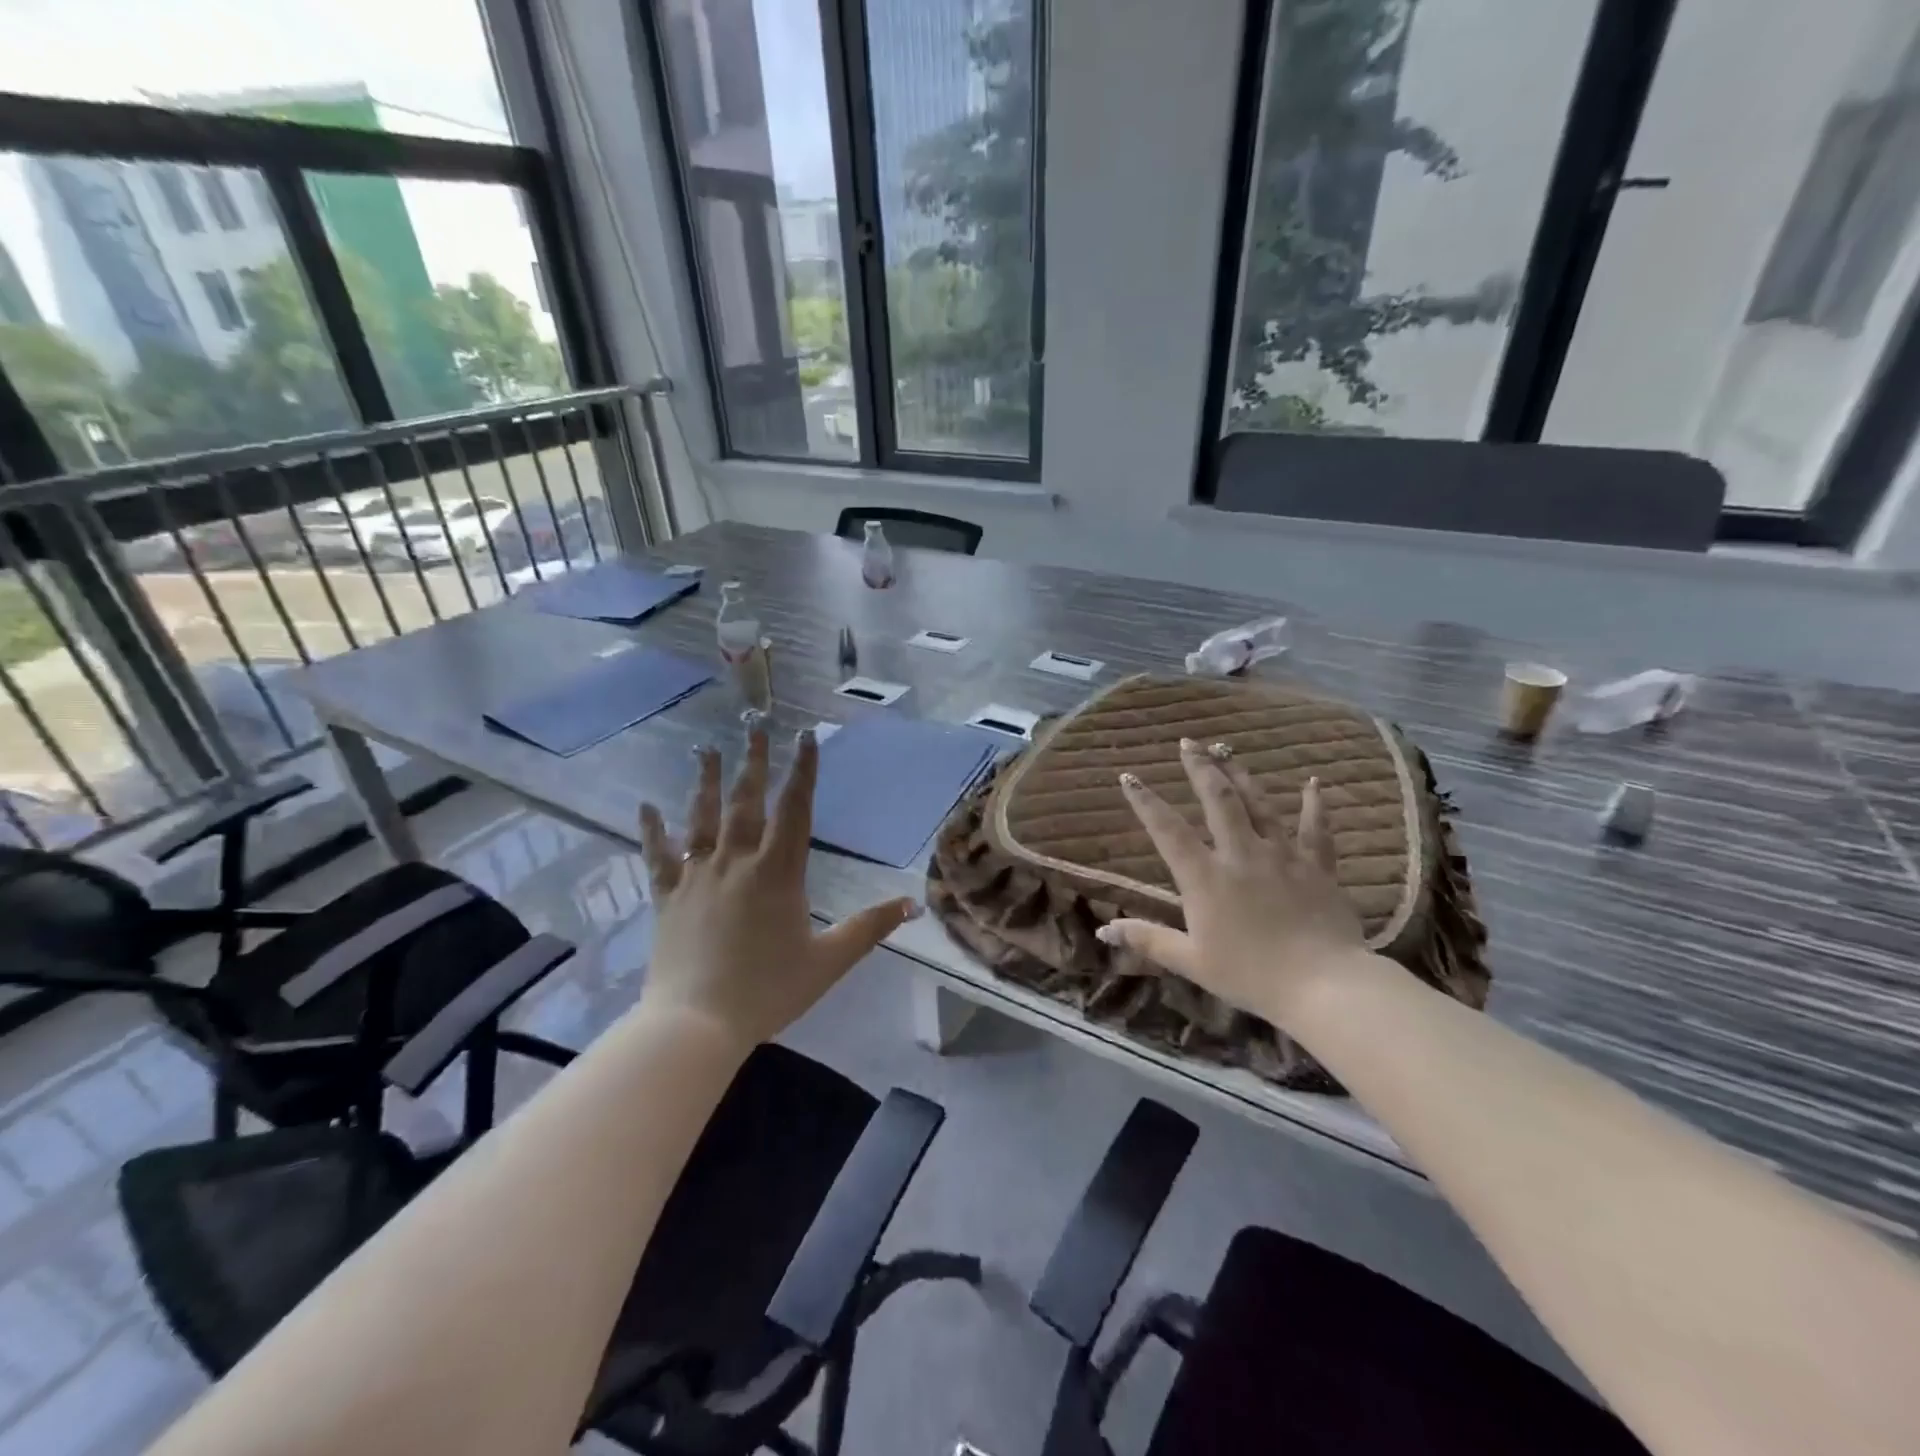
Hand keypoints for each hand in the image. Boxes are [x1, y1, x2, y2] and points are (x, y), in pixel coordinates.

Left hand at [636, 726, 920, 1047]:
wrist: (696, 1024)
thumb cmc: (767, 991)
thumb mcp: (829, 961)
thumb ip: (870, 928)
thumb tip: (912, 904)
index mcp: (778, 873)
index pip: (795, 810)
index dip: (803, 770)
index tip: (805, 737)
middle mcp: (736, 862)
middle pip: (746, 802)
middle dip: (754, 761)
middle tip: (755, 724)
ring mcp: (697, 877)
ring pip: (701, 818)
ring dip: (705, 781)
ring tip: (706, 749)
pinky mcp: (667, 897)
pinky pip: (658, 857)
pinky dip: (652, 831)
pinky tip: (646, 807)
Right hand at [1096, 738, 1371, 1028]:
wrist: (1324, 987)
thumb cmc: (1251, 976)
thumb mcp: (1191, 962)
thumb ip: (1148, 940)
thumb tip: (1104, 929)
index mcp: (1206, 877)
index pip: (1167, 830)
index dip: (1145, 802)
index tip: (1129, 777)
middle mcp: (1241, 854)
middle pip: (1218, 800)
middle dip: (1200, 768)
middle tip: (1188, 743)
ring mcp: (1282, 855)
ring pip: (1259, 803)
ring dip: (1241, 774)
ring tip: (1227, 749)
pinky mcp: (1317, 866)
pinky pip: (1316, 828)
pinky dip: (1315, 803)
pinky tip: (1314, 782)